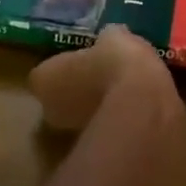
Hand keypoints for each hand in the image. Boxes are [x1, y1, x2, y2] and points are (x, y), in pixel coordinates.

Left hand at [28, 25, 178, 130]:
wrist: (142, 107)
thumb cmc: (117, 63)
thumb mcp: (115, 37)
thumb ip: (106, 41)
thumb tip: (111, 38)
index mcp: (43, 78)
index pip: (47, 71)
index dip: (66, 66)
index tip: (85, 59)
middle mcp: (49, 109)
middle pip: (61, 97)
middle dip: (79, 89)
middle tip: (104, 75)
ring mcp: (71, 133)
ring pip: (82, 116)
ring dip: (98, 107)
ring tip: (124, 92)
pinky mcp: (96, 148)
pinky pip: (105, 129)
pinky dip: (116, 122)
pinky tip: (136, 108)